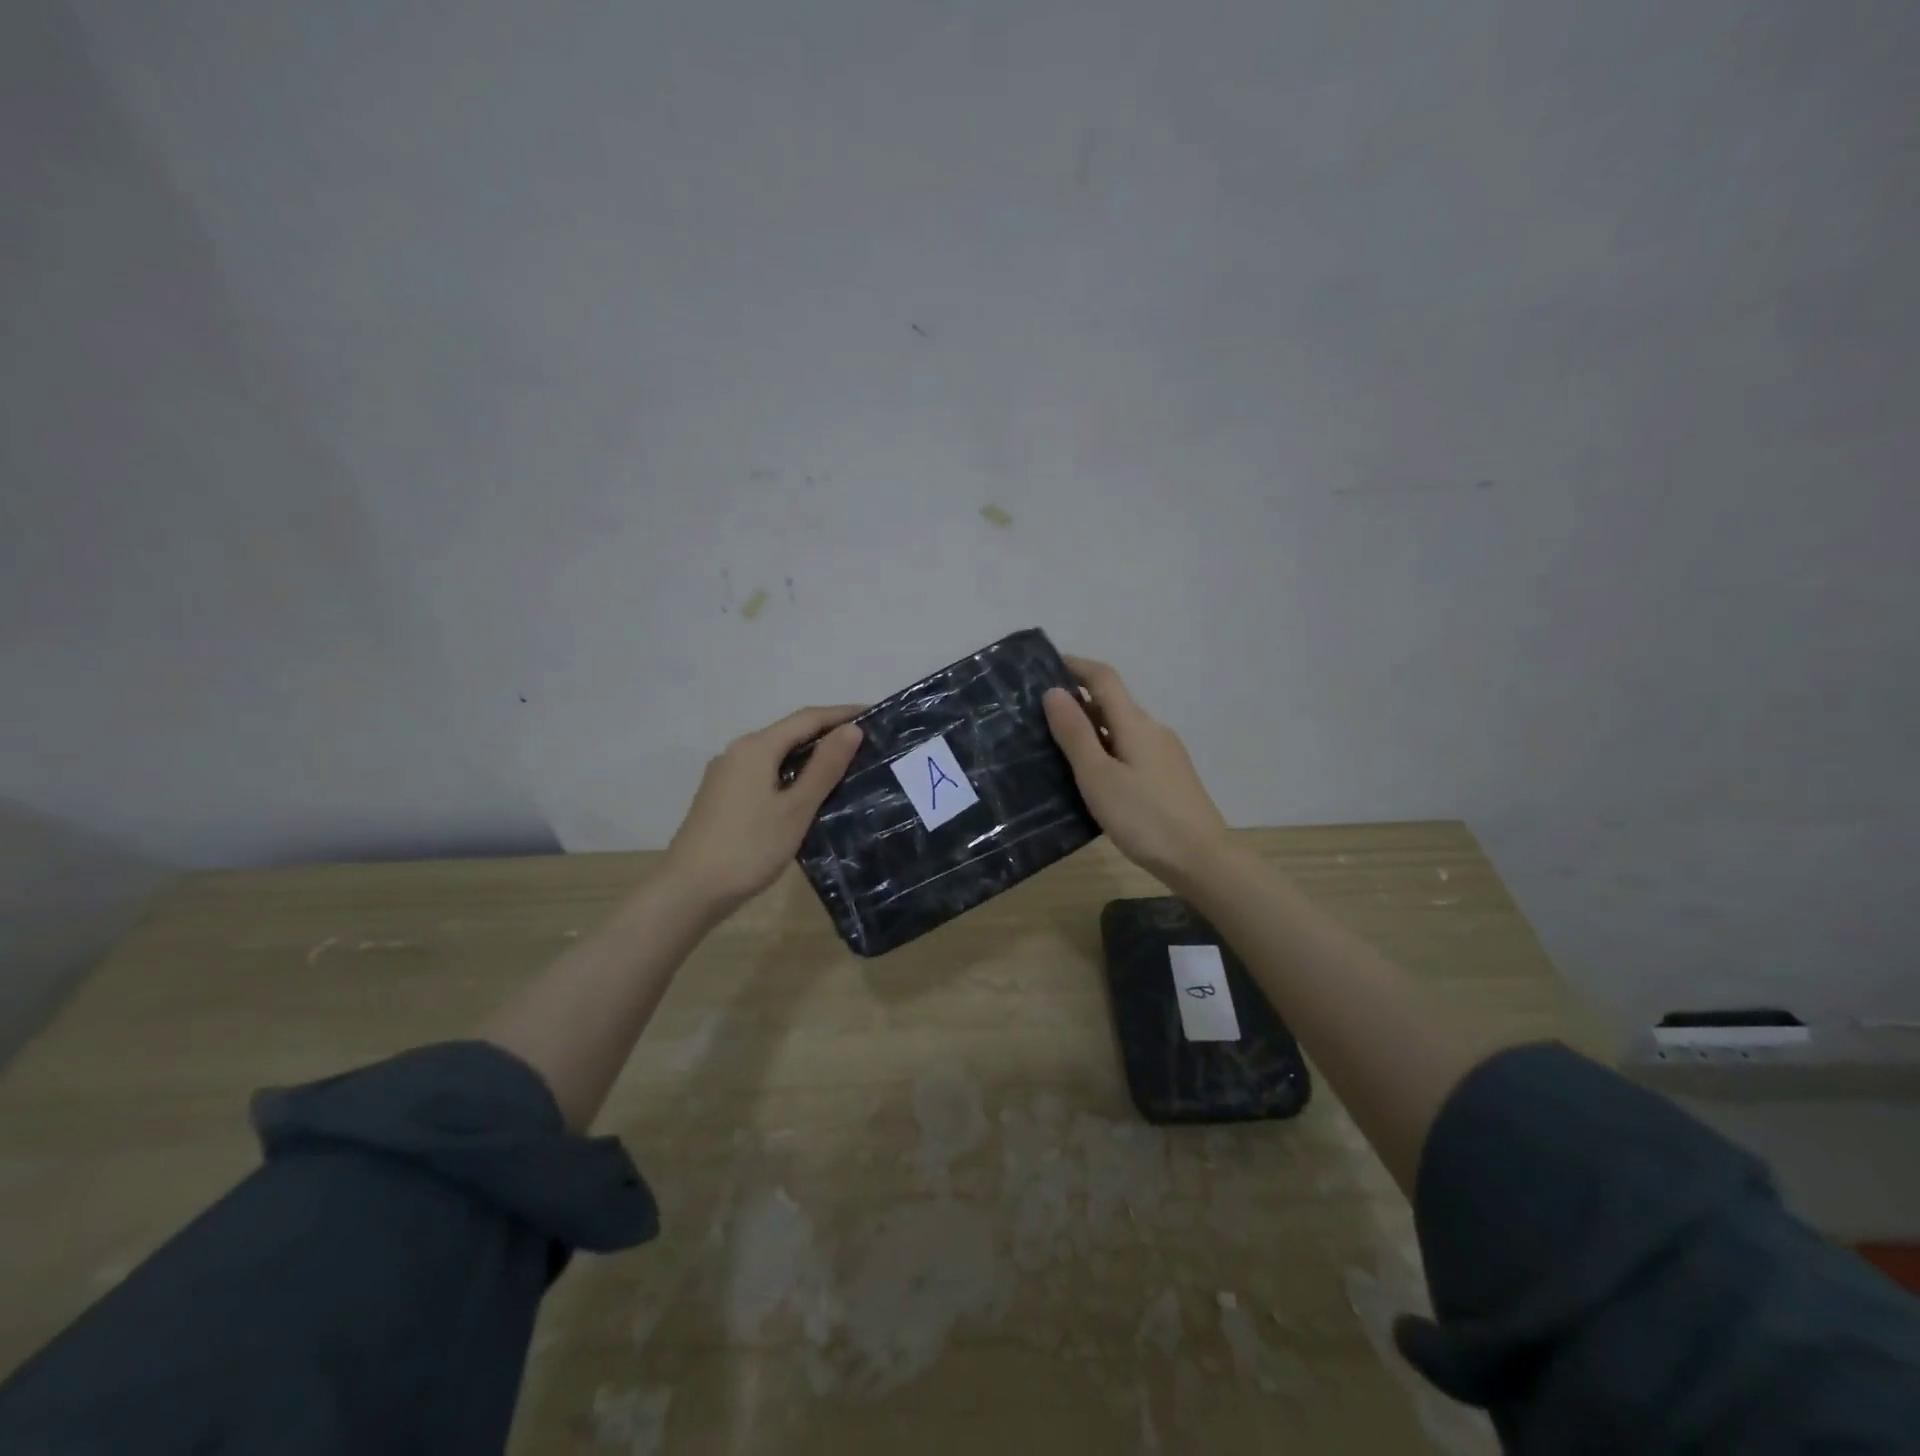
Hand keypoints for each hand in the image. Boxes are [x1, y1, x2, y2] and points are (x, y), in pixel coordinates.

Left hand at [665, 704, 864, 912]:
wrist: (689, 891)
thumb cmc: (749, 847)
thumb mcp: (796, 809)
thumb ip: (824, 767)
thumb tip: (852, 729)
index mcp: (757, 747)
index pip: (808, 718)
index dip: (843, 714)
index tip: (875, 715)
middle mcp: (738, 751)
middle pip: (790, 732)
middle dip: (827, 733)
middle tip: (867, 744)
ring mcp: (725, 774)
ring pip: (776, 753)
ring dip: (809, 755)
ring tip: (844, 767)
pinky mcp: (721, 796)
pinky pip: (764, 772)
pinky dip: (790, 773)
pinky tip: (806, 792)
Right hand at [1043, 657, 1229, 885]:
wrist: (1201, 860)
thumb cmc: (1144, 817)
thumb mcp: (1098, 776)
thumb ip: (1075, 733)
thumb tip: (1054, 691)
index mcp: (1135, 723)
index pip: (1103, 678)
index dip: (1075, 666)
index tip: (1044, 666)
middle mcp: (1152, 730)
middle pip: (1112, 702)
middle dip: (1077, 700)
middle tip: (1038, 713)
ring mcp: (1164, 754)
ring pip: (1120, 729)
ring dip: (1090, 728)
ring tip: (1056, 746)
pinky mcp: (1168, 777)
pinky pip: (1130, 750)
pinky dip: (1105, 749)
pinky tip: (1090, 775)